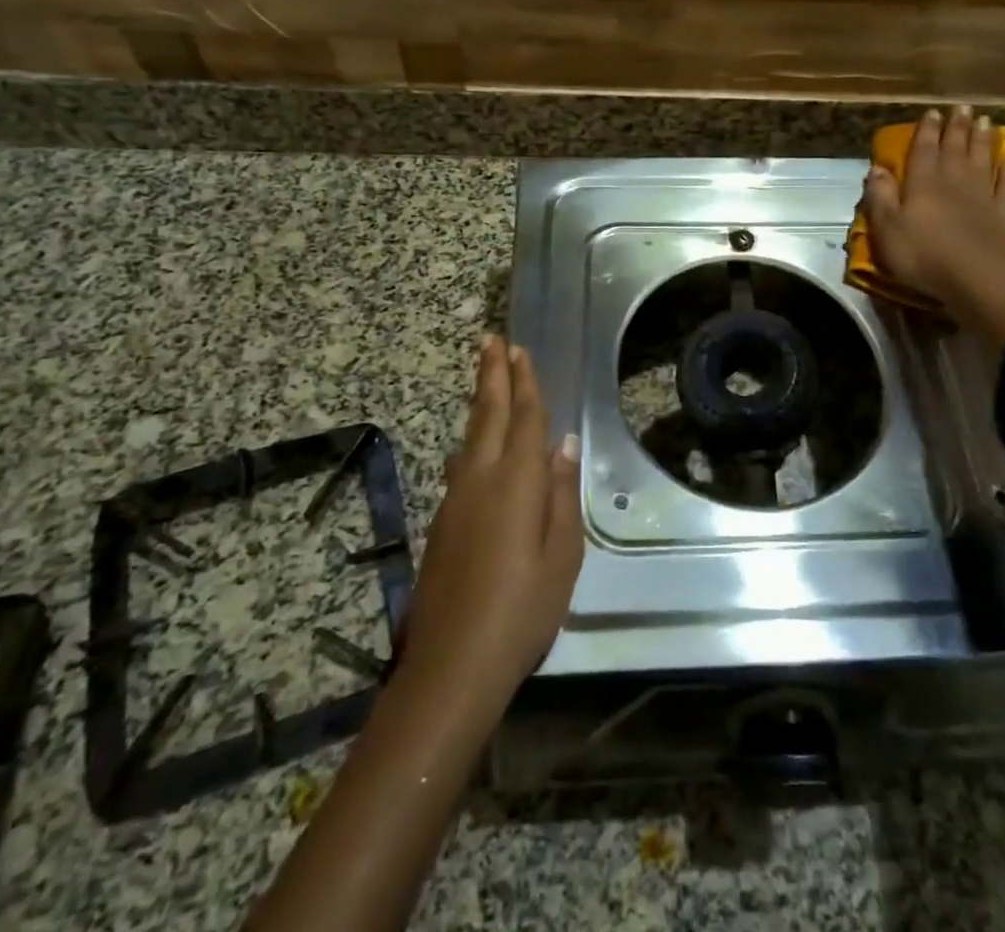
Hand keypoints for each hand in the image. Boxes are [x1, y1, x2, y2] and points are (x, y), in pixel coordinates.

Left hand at [394, 336, 582, 730]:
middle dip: (491, 375)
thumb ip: (560, 493)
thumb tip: (564, 444)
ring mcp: (454, 500)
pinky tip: (471, 444)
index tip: (518, 350)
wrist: (452, 664)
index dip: (524, 382)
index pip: (523, 418)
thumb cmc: (522, 610)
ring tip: (484, 378)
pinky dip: (471, 439)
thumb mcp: (561, 555)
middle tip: (490, 340)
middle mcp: (479, 479)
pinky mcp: (441, 522)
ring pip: (469, 436)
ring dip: (479, 402)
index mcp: (515, 482)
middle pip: (487, 414)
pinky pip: (460, 464)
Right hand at [861, 105, 1004, 305]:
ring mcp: (980, 198)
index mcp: (922, 184)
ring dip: (983, 141)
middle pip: (955, 149)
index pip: (923, 150)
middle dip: (957, 128)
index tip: (932, 112)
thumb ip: (880, 197)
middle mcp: (953, 183)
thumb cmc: (922, 255)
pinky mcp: (1001, 217)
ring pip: (981, 162)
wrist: (974, 279)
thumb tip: (877, 168)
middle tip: (963, 108)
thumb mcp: (886, 228)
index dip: (927, 131)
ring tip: (986, 122)